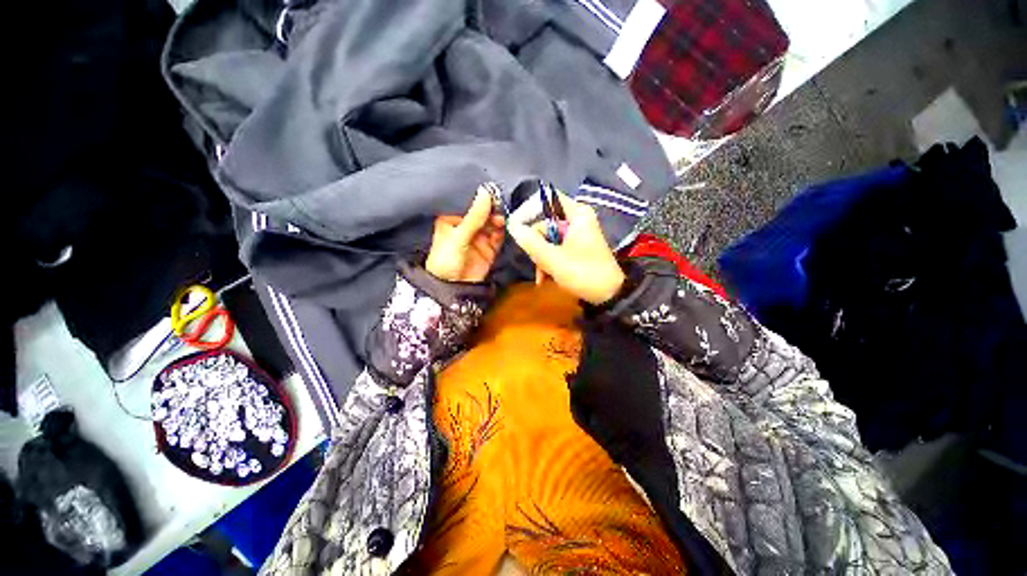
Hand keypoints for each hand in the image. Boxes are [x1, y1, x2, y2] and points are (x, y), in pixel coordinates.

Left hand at [425, 186, 504, 282]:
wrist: (452, 288)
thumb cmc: (445, 261)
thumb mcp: (458, 237)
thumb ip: (473, 217)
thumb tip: (485, 193)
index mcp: (452, 219)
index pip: (468, 203)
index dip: (480, 197)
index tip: (492, 191)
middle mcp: (467, 225)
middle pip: (483, 212)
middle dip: (492, 209)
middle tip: (499, 208)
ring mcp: (479, 237)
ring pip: (492, 223)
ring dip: (498, 221)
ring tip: (501, 221)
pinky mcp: (490, 248)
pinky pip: (499, 236)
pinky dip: (503, 232)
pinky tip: (504, 229)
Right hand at [508, 194, 625, 304]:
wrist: (609, 295)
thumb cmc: (583, 272)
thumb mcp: (553, 259)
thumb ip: (531, 242)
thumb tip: (512, 226)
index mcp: (577, 214)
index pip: (548, 199)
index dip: (529, 210)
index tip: (516, 227)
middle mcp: (577, 219)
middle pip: (545, 224)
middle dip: (537, 246)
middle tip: (536, 262)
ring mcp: (577, 235)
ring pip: (548, 239)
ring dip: (541, 258)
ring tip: (542, 276)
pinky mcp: (577, 248)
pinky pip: (556, 248)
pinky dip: (549, 262)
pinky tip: (545, 278)